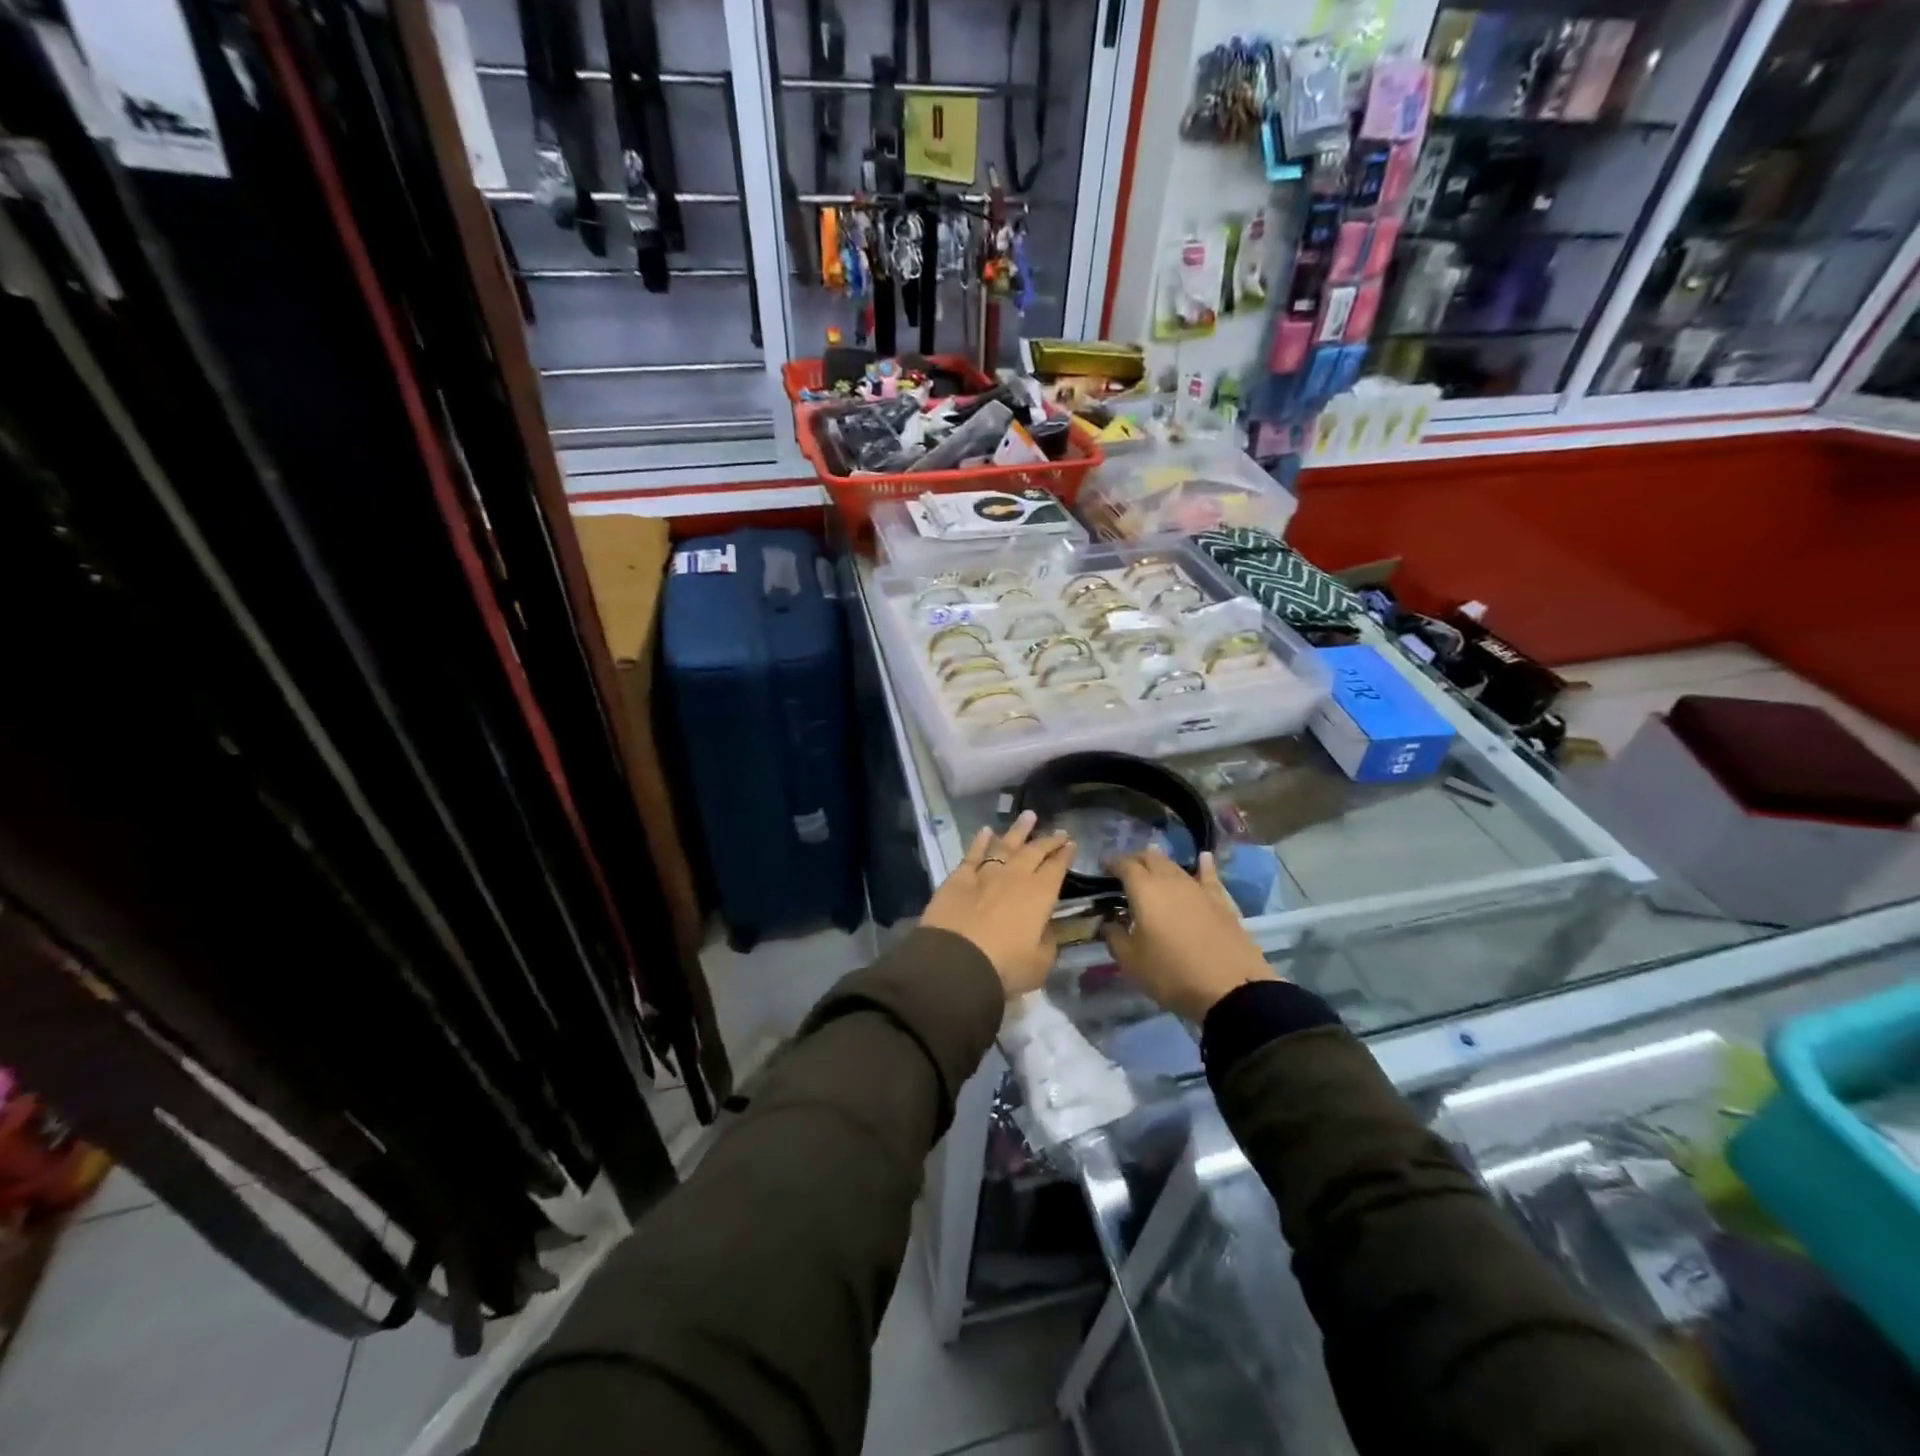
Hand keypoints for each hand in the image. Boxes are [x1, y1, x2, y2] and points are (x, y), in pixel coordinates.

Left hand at [923, 811, 1074, 997]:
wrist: (955, 962)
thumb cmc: (1004, 967)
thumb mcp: (1039, 964)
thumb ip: (1047, 942)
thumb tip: (1045, 928)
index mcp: (1040, 895)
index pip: (1057, 868)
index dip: (1065, 855)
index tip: (1071, 844)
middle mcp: (1015, 876)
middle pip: (1034, 851)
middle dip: (1048, 840)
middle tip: (1058, 831)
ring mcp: (985, 873)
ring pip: (1005, 844)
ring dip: (1018, 830)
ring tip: (1028, 816)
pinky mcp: (958, 877)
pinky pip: (973, 853)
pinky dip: (980, 840)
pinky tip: (986, 831)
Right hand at [1103, 846, 1278, 1021]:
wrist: (1230, 988)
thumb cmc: (1171, 973)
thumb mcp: (1131, 962)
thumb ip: (1114, 937)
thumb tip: (1109, 923)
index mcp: (1144, 890)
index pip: (1124, 865)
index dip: (1111, 862)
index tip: (1102, 866)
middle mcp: (1170, 880)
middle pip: (1150, 858)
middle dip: (1135, 859)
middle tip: (1125, 869)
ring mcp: (1198, 889)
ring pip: (1175, 866)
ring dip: (1160, 863)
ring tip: (1152, 863)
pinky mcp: (1221, 902)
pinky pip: (1208, 876)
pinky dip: (1203, 866)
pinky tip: (1203, 858)